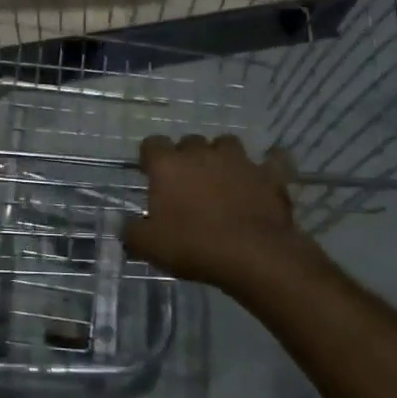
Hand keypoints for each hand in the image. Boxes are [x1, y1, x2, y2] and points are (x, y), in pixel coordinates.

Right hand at [122, 134, 323, 296]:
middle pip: (189, 142)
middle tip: (186, 184)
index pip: (152, 144)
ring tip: (221, 177)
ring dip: (221, 156)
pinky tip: (263, 175)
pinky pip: (272, 159)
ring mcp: (239, 161)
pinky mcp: (270, 175)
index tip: (151, 175)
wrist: (255, 256)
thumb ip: (130, 231)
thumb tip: (124, 225)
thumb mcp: (148, 245)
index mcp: (168, 165)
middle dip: (186, 157)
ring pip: (226, 144)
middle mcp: (202, 153)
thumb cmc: (193, 245)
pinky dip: (268, 164)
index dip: (150, 158)